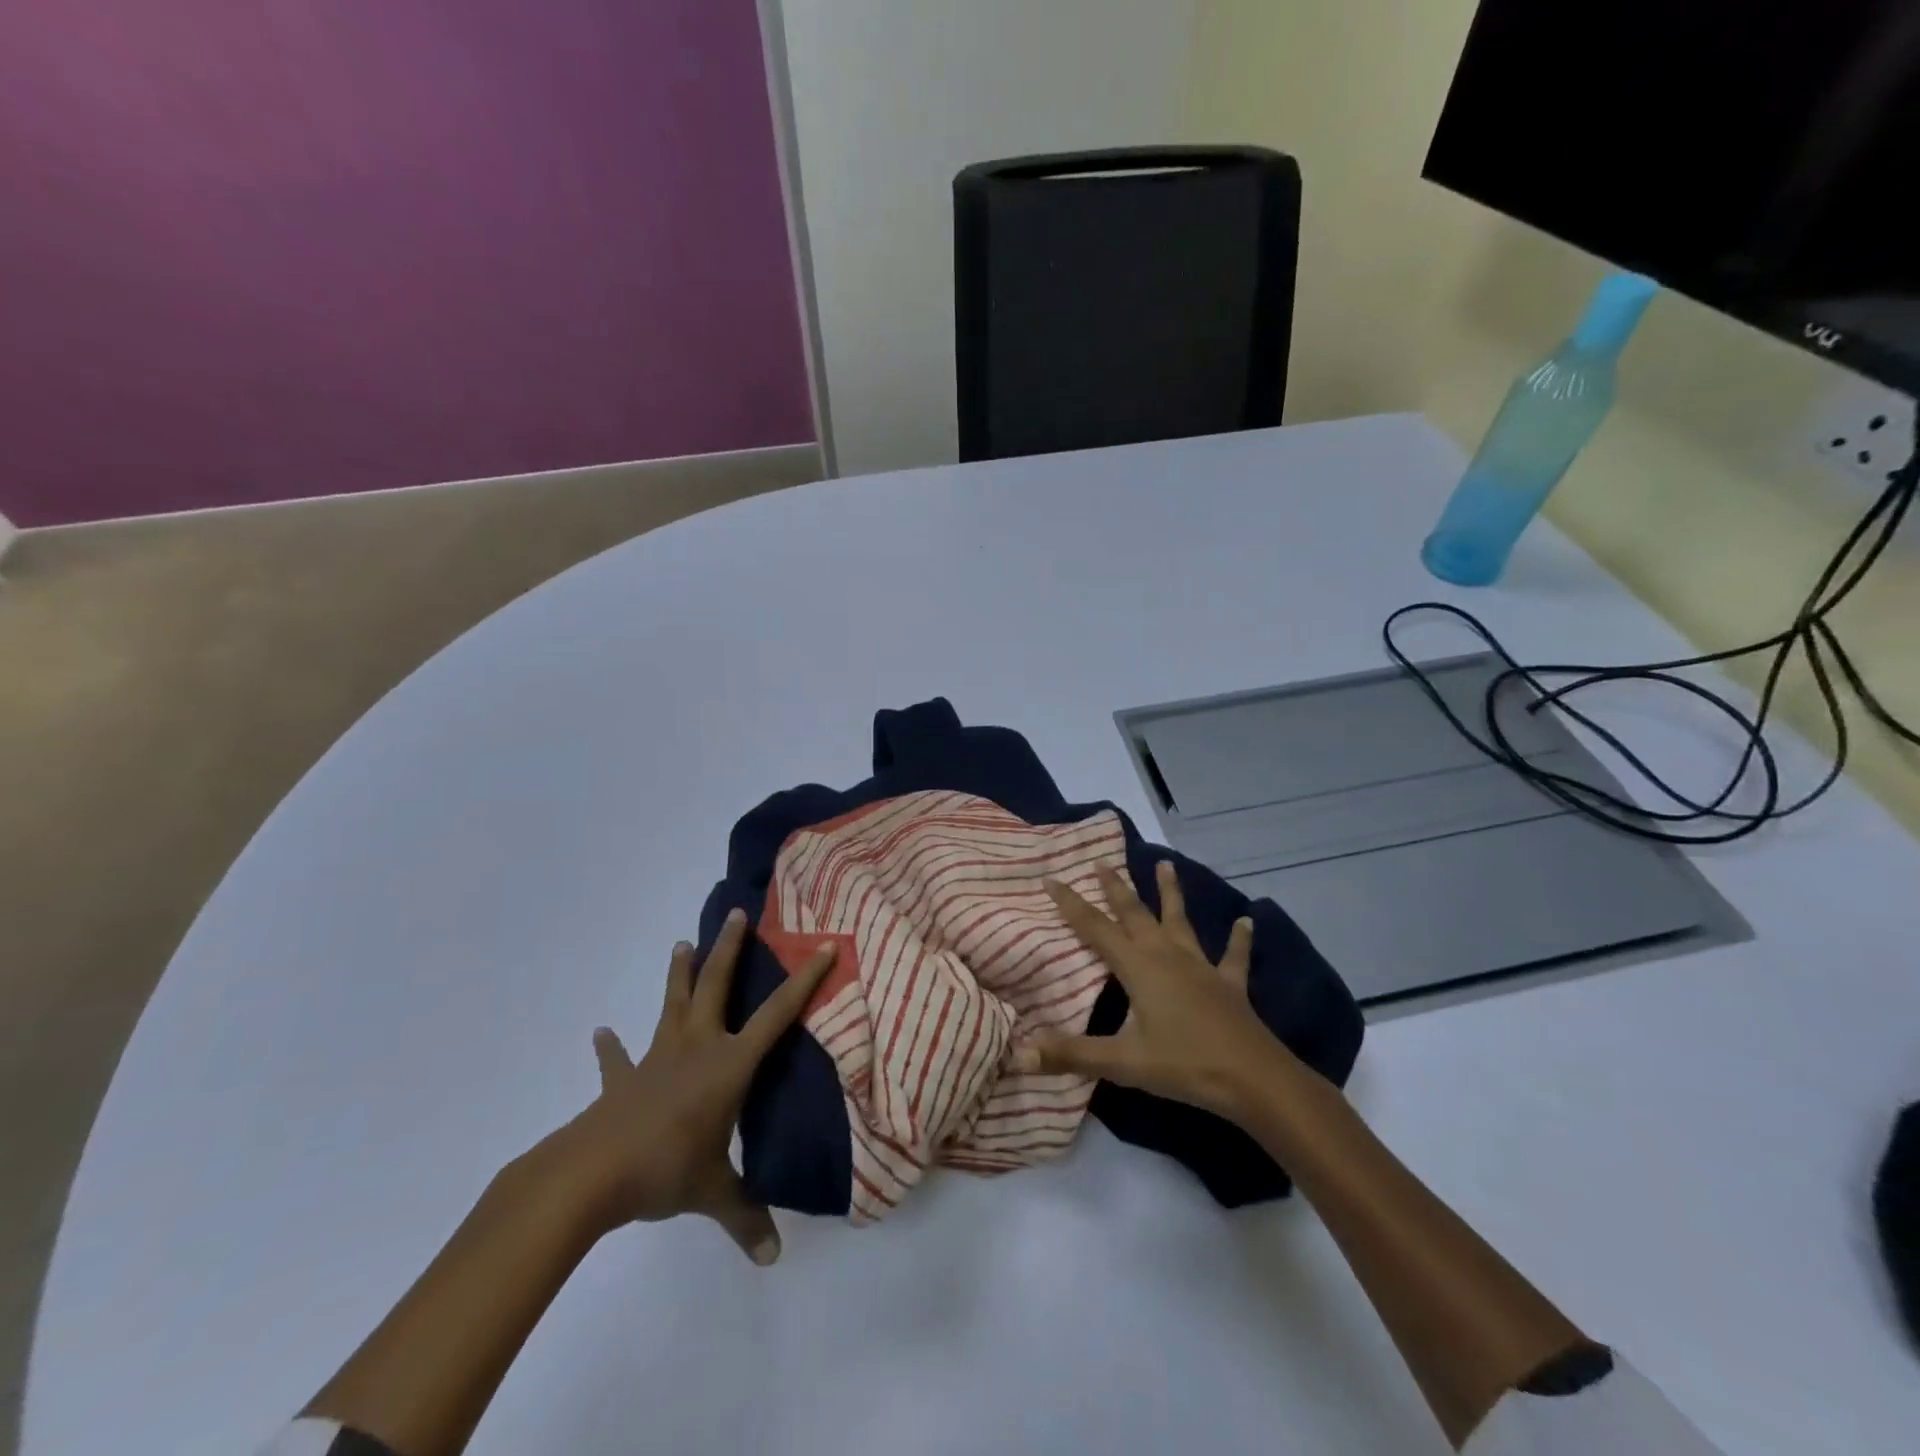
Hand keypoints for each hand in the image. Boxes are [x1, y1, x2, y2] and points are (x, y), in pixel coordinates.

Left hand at [545, 908, 835, 1263]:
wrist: (590, 1174)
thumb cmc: (665, 1169)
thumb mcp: (712, 1194)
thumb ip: (745, 1218)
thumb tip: (772, 1258)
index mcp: (728, 1065)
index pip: (777, 1014)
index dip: (805, 979)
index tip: (825, 945)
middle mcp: (696, 1047)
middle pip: (716, 986)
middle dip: (730, 949)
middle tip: (738, 914)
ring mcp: (657, 1058)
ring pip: (672, 1005)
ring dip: (678, 975)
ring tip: (682, 944)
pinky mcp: (623, 1080)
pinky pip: (619, 1059)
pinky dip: (612, 1048)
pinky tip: (601, 1033)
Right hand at [1014, 862, 1283, 1119]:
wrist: (1254, 1079)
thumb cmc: (1184, 1065)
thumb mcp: (1122, 1062)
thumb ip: (1070, 1054)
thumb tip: (1019, 1052)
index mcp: (1139, 967)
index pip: (1095, 928)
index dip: (1071, 904)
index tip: (1052, 878)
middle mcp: (1167, 956)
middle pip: (1136, 914)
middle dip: (1116, 888)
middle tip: (1102, 861)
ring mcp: (1201, 967)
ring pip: (1180, 921)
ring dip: (1171, 893)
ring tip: (1166, 864)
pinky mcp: (1229, 984)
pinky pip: (1233, 956)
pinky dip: (1239, 939)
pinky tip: (1247, 921)